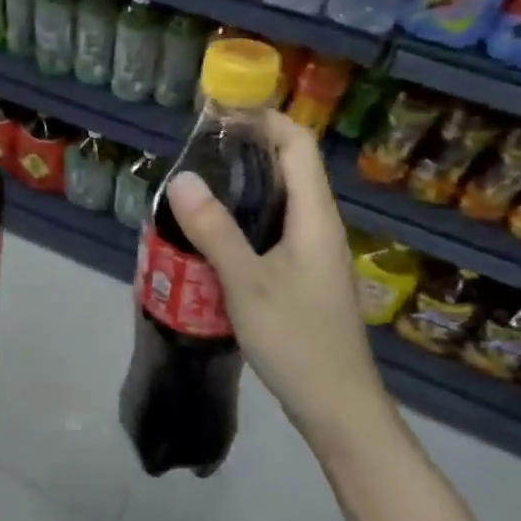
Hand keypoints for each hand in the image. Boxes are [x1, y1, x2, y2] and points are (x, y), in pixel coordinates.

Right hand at [164, 109, 390, 439]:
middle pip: (290, 166)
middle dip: (248, 146)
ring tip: (199, 182)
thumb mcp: (247, 284)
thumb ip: (214, 230)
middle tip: (198, 148)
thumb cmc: (297, 341)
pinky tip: (214, 232)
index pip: (297, 144)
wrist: (338, 408)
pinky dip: (246, 215)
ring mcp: (314, 252)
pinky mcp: (304, 275)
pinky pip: (275, 227)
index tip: (219, 113)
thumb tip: (182, 178)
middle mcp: (320, 226)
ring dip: (245, 182)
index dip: (263, 119)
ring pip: (281, 199)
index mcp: (315, 217)